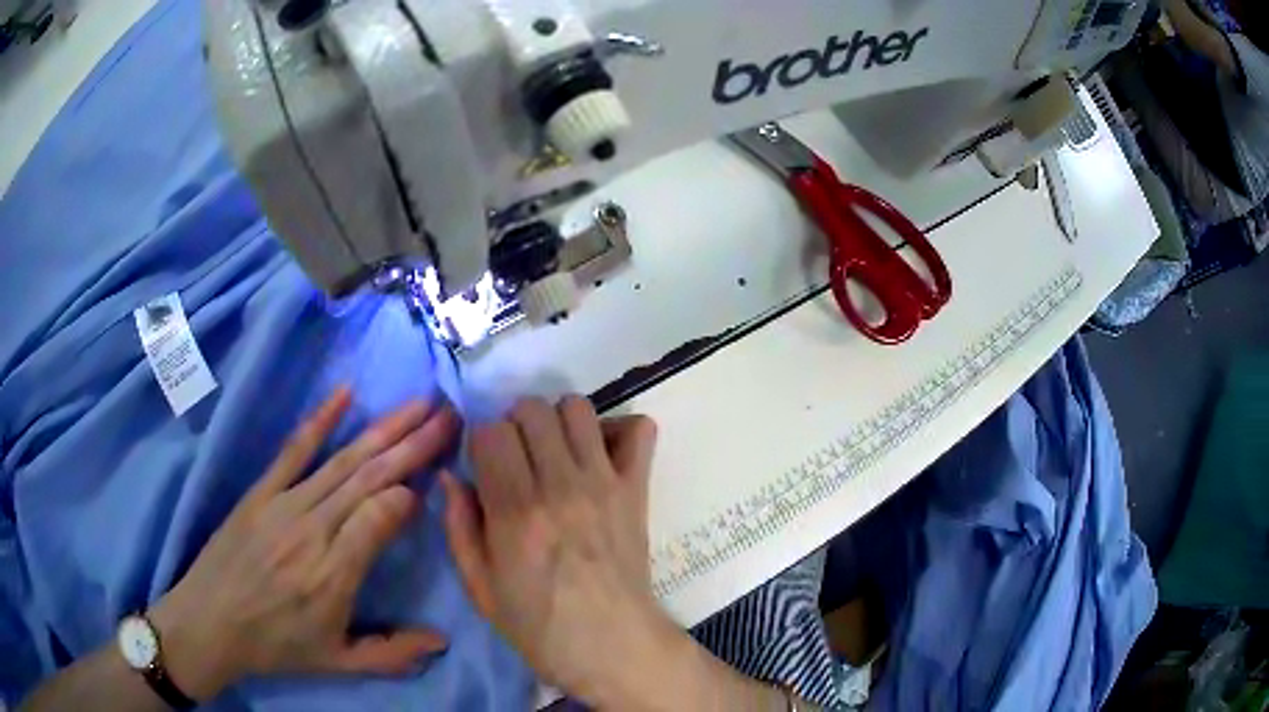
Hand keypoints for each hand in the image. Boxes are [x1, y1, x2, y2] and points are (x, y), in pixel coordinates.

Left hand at [149, 388, 459, 699]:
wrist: (210, 623)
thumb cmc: (277, 646)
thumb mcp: (339, 663)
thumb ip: (393, 654)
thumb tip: (444, 639)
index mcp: (335, 575)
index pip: (384, 515)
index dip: (412, 491)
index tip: (436, 475)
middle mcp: (313, 531)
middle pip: (369, 478)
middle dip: (413, 443)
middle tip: (449, 414)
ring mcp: (284, 505)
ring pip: (342, 460)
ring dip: (383, 429)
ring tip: (418, 404)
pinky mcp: (261, 492)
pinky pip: (294, 450)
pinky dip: (320, 420)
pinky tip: (345, 393)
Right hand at [441, 396, 673, 703]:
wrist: (614, 647)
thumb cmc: (539, 627)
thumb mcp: (480, 589)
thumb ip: (459, 527)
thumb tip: (450, 475)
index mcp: (515, 514)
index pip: (490, 432)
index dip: (481, 443)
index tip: (485, 467)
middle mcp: (559, 487)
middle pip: (531, 409)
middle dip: (514, 425)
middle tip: (517, 459)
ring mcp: (604, 483)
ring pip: (576, 407)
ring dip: (557, 421)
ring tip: (554, 454)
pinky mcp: (637, 489)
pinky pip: (639, 430)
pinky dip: (618, 430)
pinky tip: (600, 456)